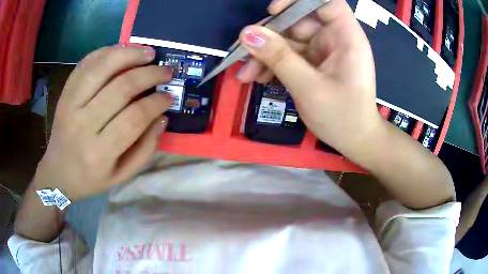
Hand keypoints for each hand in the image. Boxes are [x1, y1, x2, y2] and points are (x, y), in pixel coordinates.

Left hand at [33, 45, 172, 200]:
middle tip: (165, 71)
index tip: (168, 96)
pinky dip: (106, 52)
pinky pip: (86, 64)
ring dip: (129, 54)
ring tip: (148, 52)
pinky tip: (122, 51)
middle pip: (121, 88)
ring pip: (102, 68)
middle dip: (149, 75)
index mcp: (99, 153)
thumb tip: (161, 117)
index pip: (134, 118)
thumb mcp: (122, 175)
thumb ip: (145, 149)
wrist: (58, 172)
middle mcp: (83, 125)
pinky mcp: (65, 93)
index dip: (156, 103)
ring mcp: (70, 105)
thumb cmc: (91, 177)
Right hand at [236, 0, 380, 153]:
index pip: (326, 2)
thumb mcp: (309, 87)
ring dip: (266, 55)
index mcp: (346, 37)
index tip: (274, 12)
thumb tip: (247, 33)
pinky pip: (291, 56)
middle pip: (299, 21)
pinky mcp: (315, 64)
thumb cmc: (342, 117)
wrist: (355, 141)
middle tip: (243, 53)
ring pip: (290, 41)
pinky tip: (257, 78)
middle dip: (270, 36)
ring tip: (245, 75)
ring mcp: (324, 52)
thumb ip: (278, 57)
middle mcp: (335, 39)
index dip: (298, 0)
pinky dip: (274, 65)